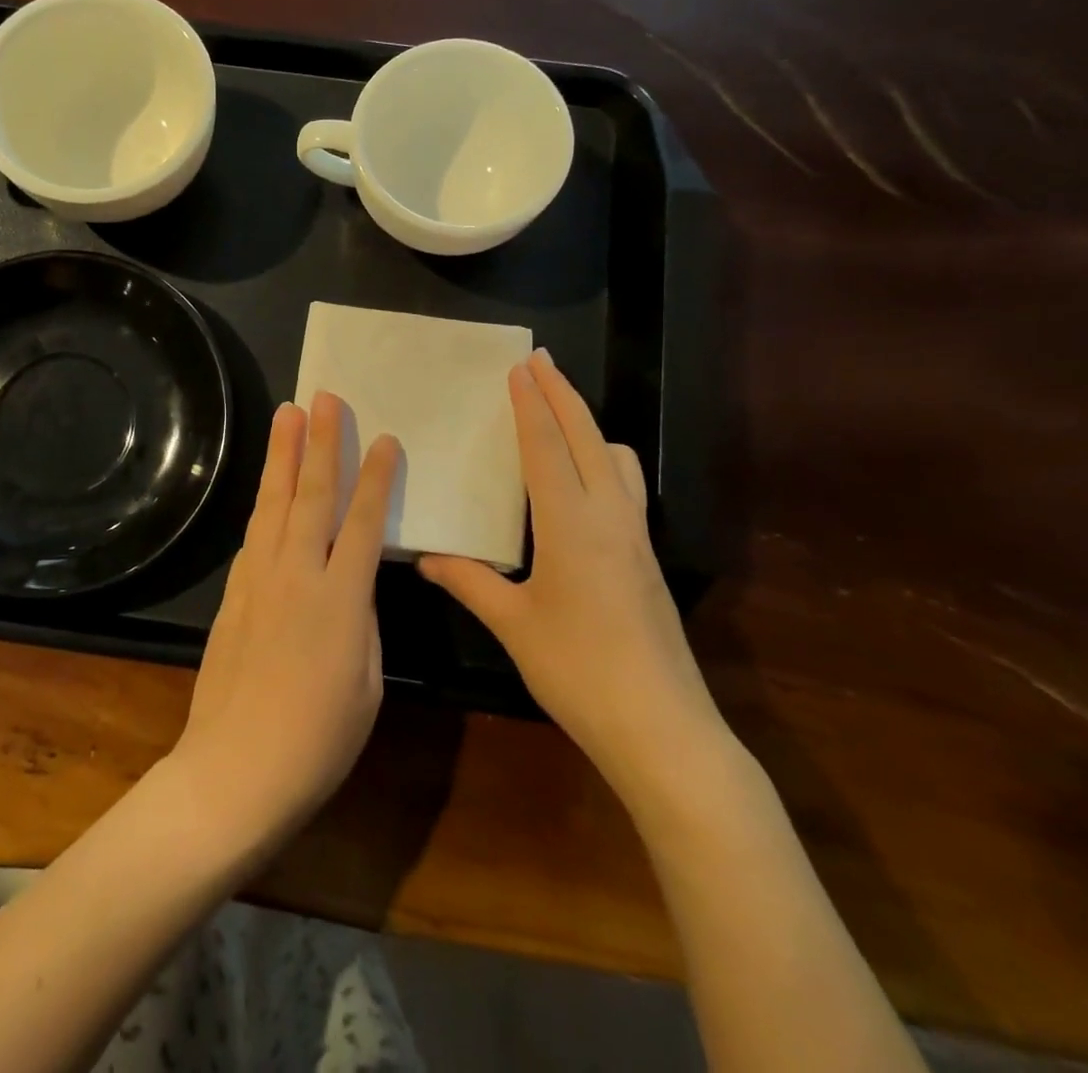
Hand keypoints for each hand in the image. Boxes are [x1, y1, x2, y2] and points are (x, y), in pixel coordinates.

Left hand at [170, 393, 400, 855]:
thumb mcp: (366, 683)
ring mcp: (258, 580)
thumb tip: (353, 587)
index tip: (383, 437)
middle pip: (311, 495)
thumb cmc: (318, 740)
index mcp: (340, 598)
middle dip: (319, 442)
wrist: (234, 770)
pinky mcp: (233, 594)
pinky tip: (269, 489)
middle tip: (322, 397)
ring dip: (282, 457)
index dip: (375, 477)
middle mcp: (296, 574)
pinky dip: (265, 504)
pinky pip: (254, 536)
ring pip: (274, 504)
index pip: (362, 521)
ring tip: (286, 415)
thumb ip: (362, 623)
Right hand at [419, 350, 725, 799]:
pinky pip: (626, 486)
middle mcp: (609, 516)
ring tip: (560, 418)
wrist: (660, 726)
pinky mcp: (647, 557)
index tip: (521, 368)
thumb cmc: (577, 669)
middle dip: (563, 395)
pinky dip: (604, 461)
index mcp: (571, 524)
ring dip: (588, 426)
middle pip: (588, 437)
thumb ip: (469, 582)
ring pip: (617, 458)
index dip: (531, 405)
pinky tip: (583, 484)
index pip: (547, 447)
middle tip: (541, 361)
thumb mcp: (513, 624)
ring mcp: (636, 536)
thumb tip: (426, 557)